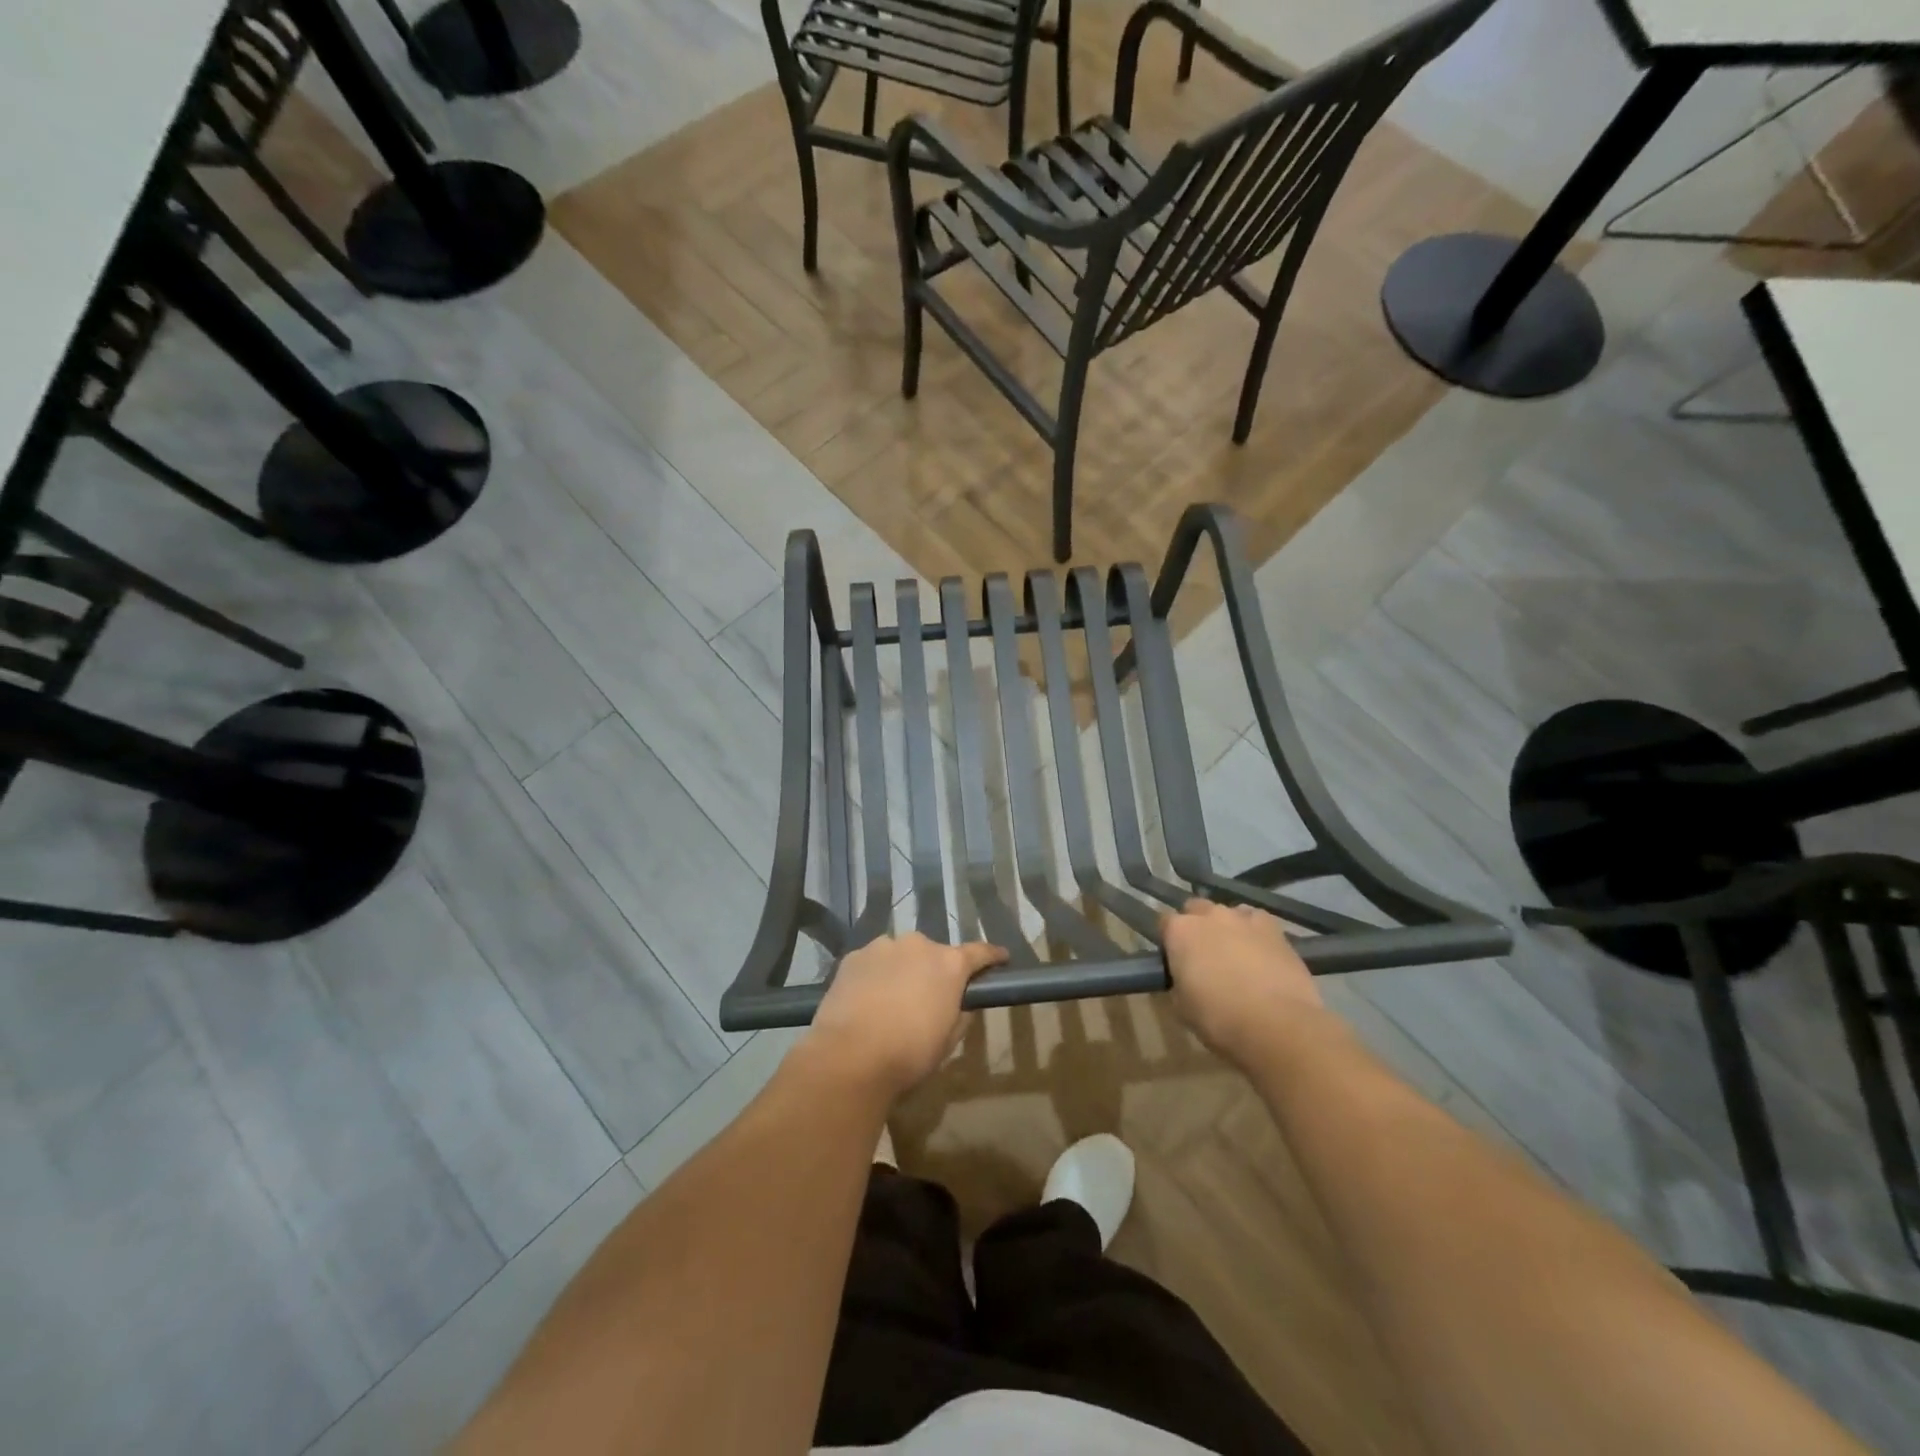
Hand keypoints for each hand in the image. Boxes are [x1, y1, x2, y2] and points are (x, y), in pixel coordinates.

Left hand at [804, 934, 1007, 1100]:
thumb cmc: (909, 1053)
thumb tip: (959, 1004)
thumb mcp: (948, 1040)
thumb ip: (960, 1014)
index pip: (979, 952)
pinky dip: (875, 975)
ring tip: (892, 999)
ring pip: (901, 955)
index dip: (992, 956)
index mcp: (949, 964)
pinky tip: (867, 1000)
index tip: (1001, 958)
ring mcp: (883, 946)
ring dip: (903, 970)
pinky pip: (873, 962)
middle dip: (935, 970)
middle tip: (929, 996)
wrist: (850, 1056)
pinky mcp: (854, 956)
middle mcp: (919, 945)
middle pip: (935, 953)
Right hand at [1161, 899, 1325, 1065]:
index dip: (1170, 941)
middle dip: (1197, 926)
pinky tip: (1261, 953)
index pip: (1165, 923)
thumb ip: (1179, 982)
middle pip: (1196, 909)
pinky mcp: (1275, 929)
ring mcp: (1243, 918)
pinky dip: (1255, 932)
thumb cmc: (1219, 1019)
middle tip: (1204, 955)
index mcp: (1180, 932)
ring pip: (1228, 912)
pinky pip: (1257, 921)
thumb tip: (1186, 978)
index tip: (1175, 960)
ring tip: (1235, 955)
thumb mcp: (1182, 1007)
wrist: (1278, 1025)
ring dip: (1227, 927)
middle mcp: (1209, 915)